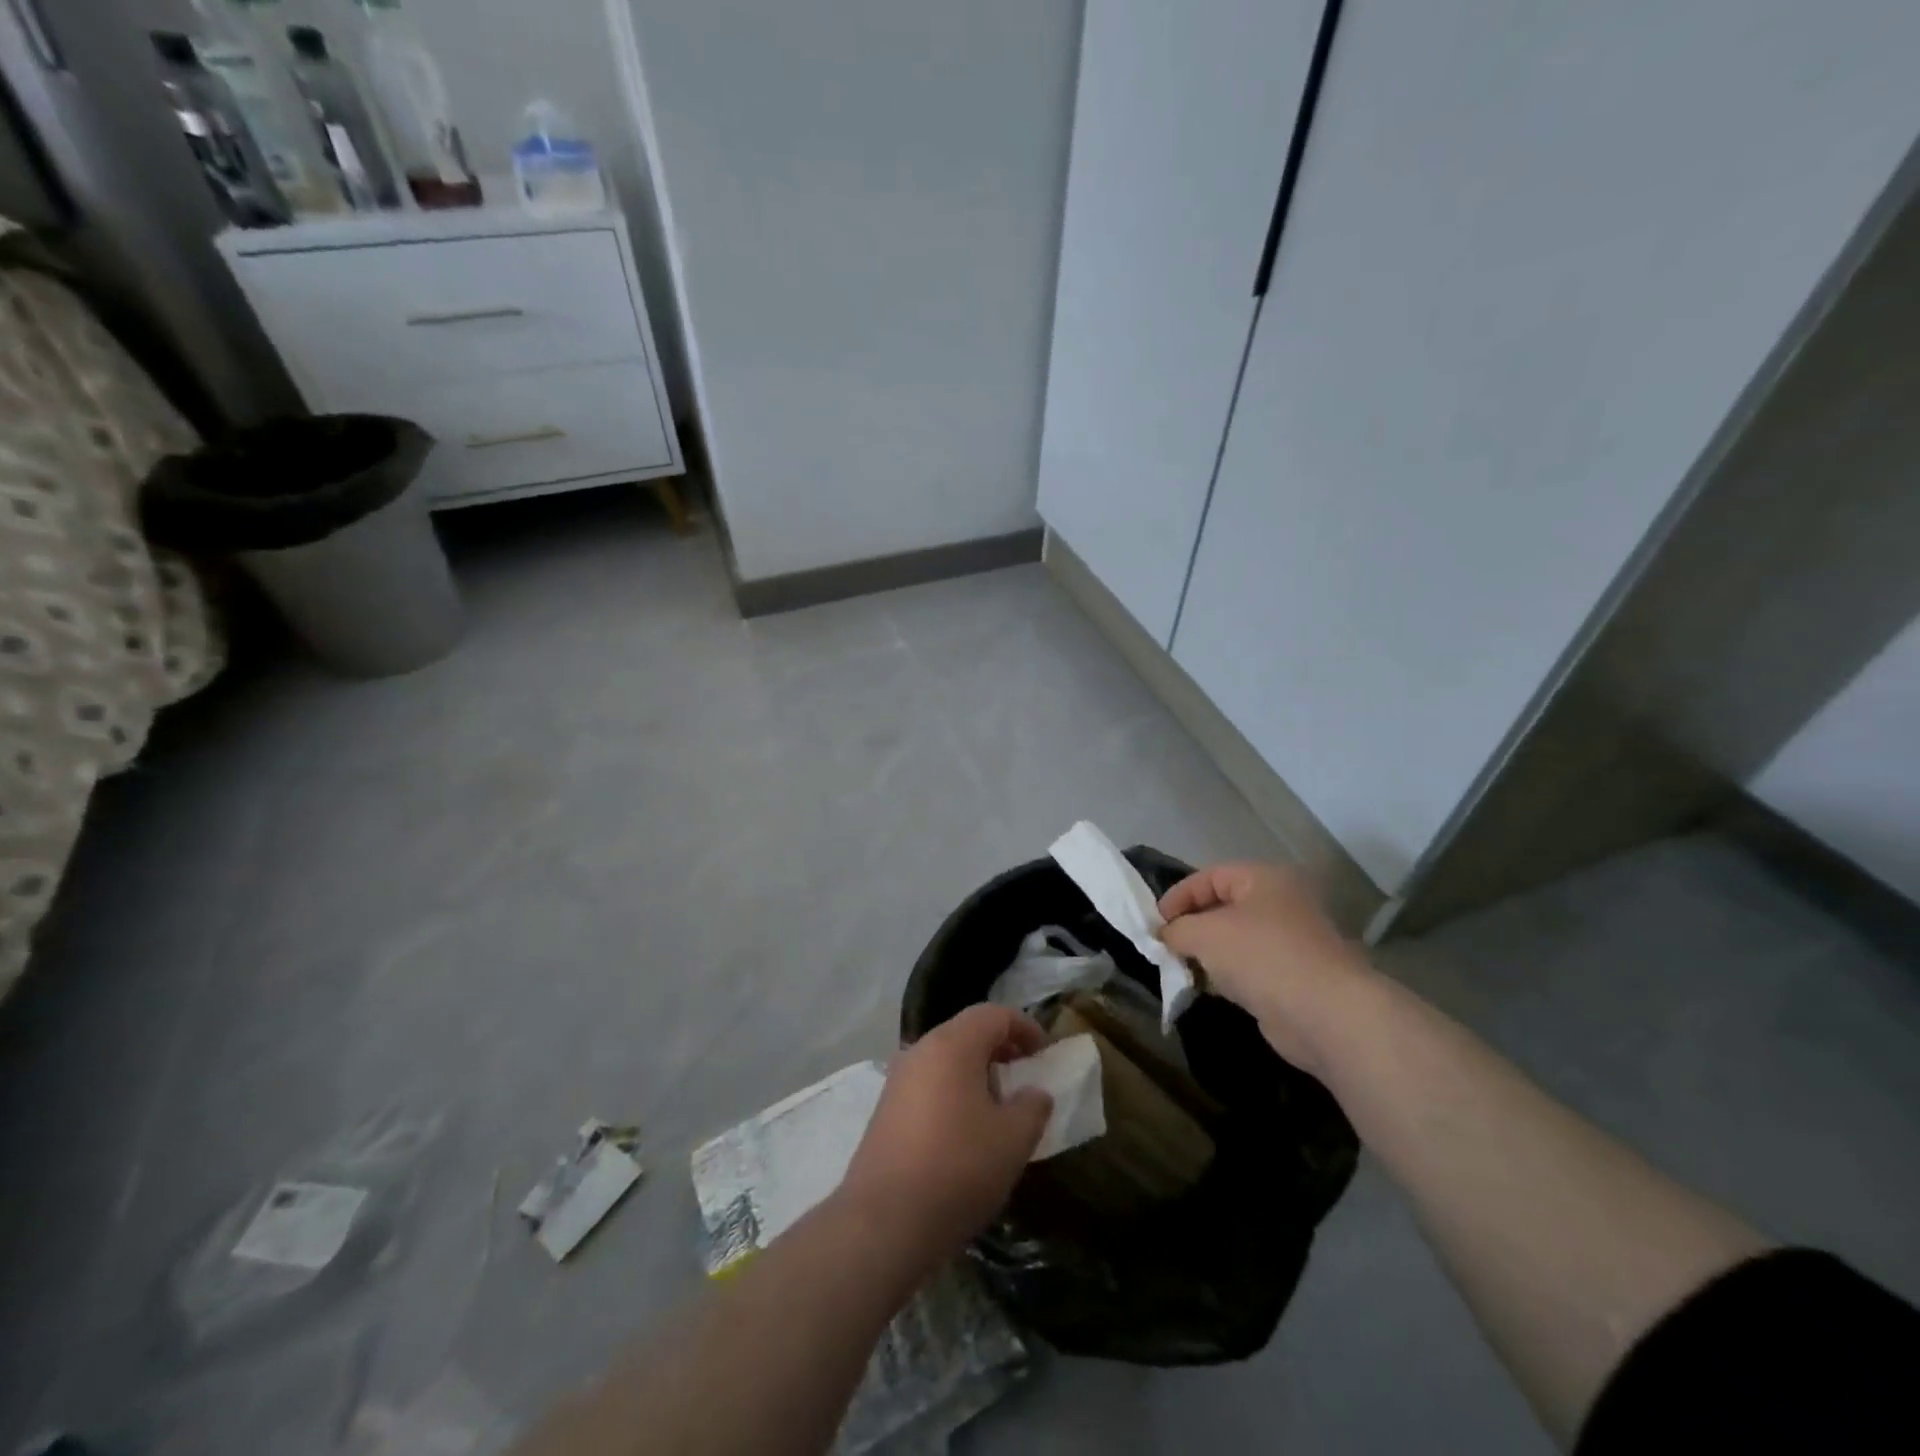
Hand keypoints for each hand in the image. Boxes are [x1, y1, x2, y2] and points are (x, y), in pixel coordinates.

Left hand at [840, 1005, 1052, 1267]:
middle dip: (1000, 1048)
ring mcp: (898, 1080)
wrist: (885, 1221)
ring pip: (945, 1058)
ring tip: (998, 1107)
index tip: (1045, 1053)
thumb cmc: (958, 1168)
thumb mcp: (1013, 1139)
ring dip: (975, 1072)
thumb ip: (1032, 1107)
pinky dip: (953, 1091)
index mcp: (952, 1044)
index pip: (993, 1014)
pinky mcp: (885, 1110)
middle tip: (1024, 1075)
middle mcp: (920, 1050)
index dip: (1024, 1027)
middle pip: (966, 1032)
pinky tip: (965, 1130)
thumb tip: (1034, 1093)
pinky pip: (928, 1084)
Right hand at [1158, 862, 1374, 1074]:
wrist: (1325, 1014)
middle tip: (1165, 945)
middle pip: (1223, 907)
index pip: (1211, 876)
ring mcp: (1291, 942)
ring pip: (1236, 940)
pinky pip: (1249, 968)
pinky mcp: (1293, 977)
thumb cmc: (1262, 956)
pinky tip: (1208, 988)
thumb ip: (1177, 929)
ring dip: (1207, 953)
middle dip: (1191, 926)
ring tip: (1180, 968)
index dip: (1179, 896)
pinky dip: (1227, 975)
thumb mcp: (1205, 934)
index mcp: (1266, 879)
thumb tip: (1165, 935)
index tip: (1154, 922)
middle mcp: (1282, 903)